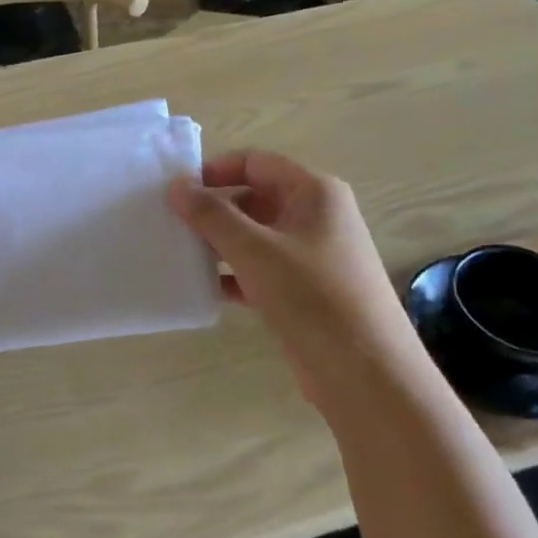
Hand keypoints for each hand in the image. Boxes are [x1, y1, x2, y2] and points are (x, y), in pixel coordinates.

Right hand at [168, 150, 429, 415]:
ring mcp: (313, 256)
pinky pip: (262, 270)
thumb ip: (212, 215)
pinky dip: (234, 275)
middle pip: (255, 198)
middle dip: (214, 209)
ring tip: (179, 253)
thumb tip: (176, 186)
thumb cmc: (312, 297)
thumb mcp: (255, 250)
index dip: (215, 170)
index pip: (256, 163)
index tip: (176, 190)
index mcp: (314, 192)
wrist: (366, 375)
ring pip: (257, 237)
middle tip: (170, 223)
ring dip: (220, 243)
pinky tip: (204, 288)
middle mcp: (317, 216)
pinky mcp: (306, 291)